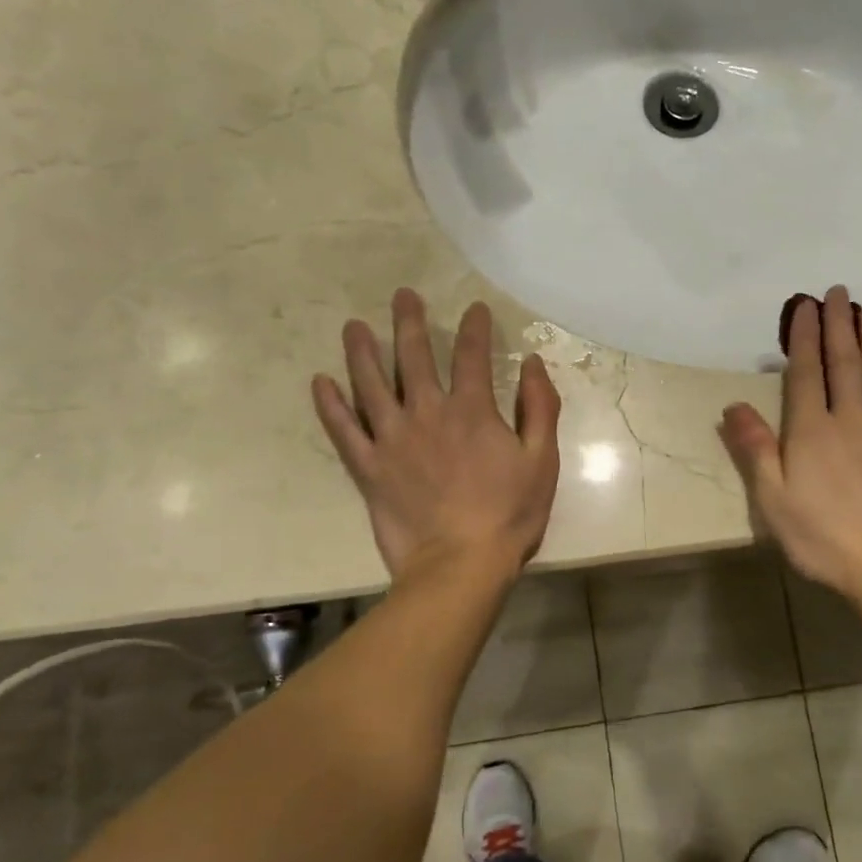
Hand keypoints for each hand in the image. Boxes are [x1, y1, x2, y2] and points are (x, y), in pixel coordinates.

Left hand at [312, 289, 561, 582]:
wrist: (460, 565)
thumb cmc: (508, 514)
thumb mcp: (542, 460)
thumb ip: (540, 408)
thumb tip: (534, 364)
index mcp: (471, 410)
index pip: (472, 355)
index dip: (475, 328)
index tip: (474, 309)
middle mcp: (427, 413)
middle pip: (414, 357)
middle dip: (410, 322)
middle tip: (402, 295)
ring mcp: (392, 439)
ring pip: (371, 384)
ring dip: (362, 351)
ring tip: (354, 326)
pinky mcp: (368, 468)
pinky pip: (343, 430)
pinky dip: (330, 405)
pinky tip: (320, 382)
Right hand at [720, 285, 861, 598]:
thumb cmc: (819, 535)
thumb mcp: (772, 497)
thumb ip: (754, 448)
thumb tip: (733, 405)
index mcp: (810, 430)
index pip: (806, 371)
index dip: (805, 336)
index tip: (806, 304)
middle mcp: (849, 418)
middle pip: (844, 363)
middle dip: (839, 324)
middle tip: (839, 292)